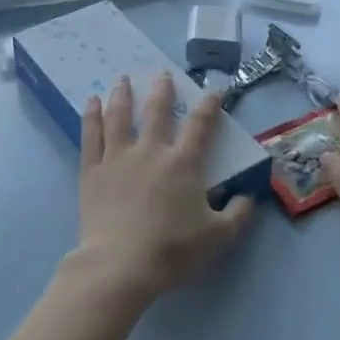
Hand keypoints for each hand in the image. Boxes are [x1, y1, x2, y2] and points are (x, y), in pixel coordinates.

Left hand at [73, 74, 255, 302]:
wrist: (121, 265)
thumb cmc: (172, 250)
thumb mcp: (218, 237)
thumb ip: (238, 214)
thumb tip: (249, 196)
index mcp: (183, 163)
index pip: (200, 125)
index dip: (209, 105)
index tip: (213, 90)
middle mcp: (151, 151)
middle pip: (157, 111)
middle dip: (162, 90)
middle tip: (162, 73)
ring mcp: (118, 157)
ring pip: (120, 116)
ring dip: (122, 94)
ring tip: (122, 78)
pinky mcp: (92, 170)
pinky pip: (91, 135)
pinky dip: (91, 116)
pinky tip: (91, 102)